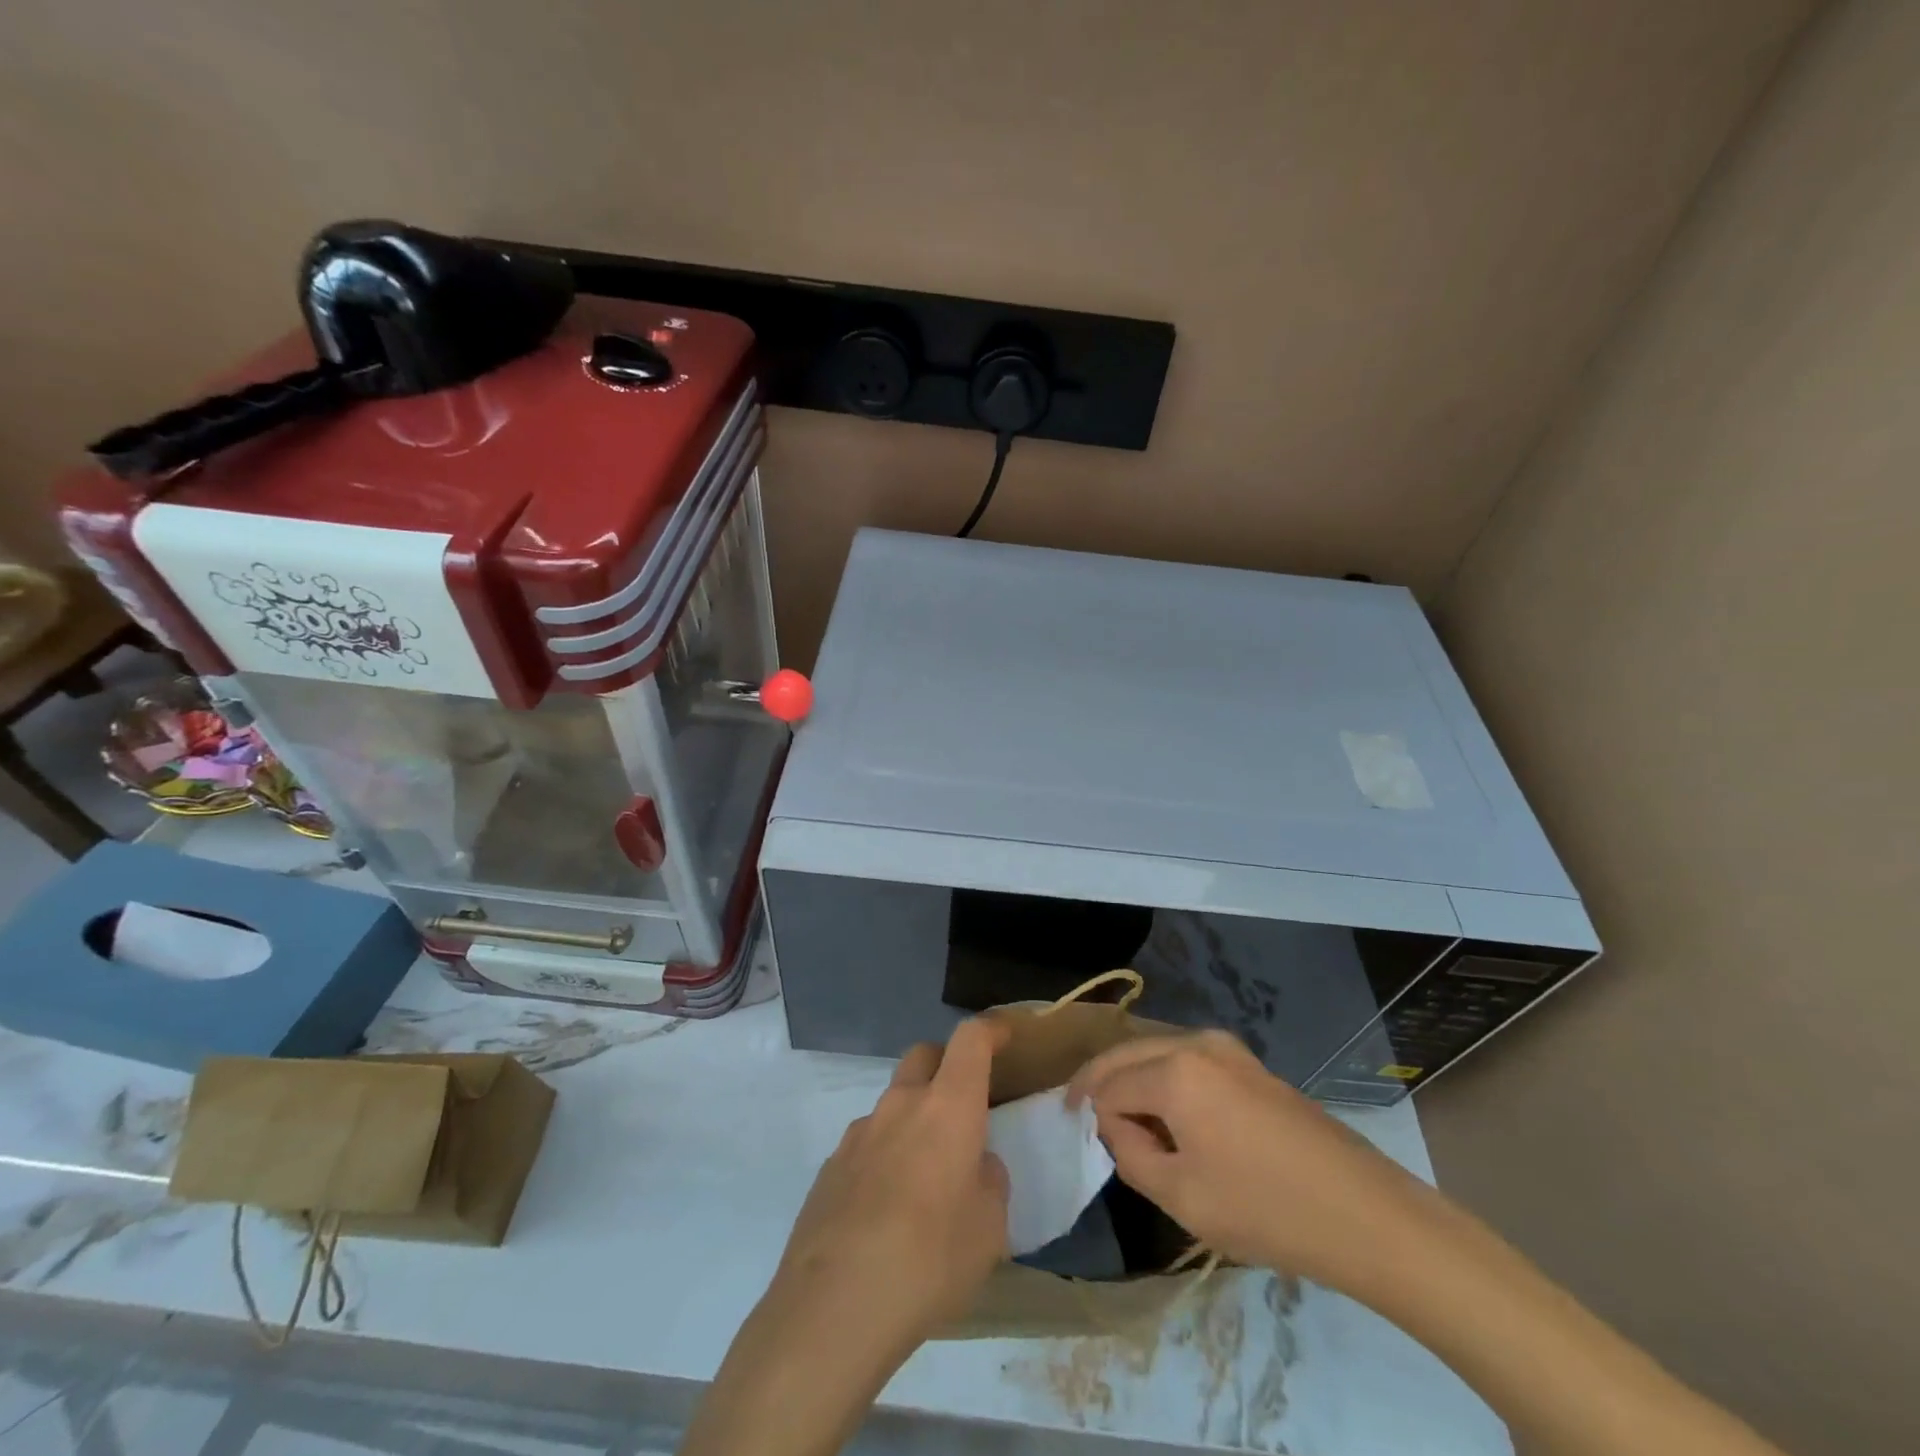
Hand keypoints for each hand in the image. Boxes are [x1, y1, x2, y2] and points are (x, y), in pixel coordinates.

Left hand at [766, 1017, 1011, 1357]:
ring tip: (924, 1177)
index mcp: (947, 1107)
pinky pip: (867, 1144)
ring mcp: (859, 1133)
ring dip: (912, 1119)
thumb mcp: (989, 1229)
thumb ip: (989, 1182)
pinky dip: (884, 1157)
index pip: (970, 1040)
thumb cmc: (930, 1260)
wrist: (834, 1306)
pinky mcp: (830, 1167)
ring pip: (893, 1103)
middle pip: (923, 1055)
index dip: (990, 1030)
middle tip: (962, 1105)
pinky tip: (886, 1211)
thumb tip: (975, 1165)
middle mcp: (901, 1105)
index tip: (1004, 1036)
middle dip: (945, 1065)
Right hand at [1068, 1030, 1429, 1290]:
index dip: (1093, 1118)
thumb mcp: (1181, 1197)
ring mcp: (1227, 1048)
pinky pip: (1187, 1060)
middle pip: (1127, 1054)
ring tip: (1132, 1126)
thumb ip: (1130, 1154)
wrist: (1364, 1213)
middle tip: (1087, 1121)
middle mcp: (1195, 1042)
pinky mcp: (1249, 1063)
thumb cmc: (1265, 1209)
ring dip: (1135, 1081)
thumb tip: (1113, 1125)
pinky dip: (1166, 1080)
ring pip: (1156, 1053)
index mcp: (1173, 1069)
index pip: (1109, 1086)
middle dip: (1103, 1084)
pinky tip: (1174, 1118)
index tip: (1091, 1148)